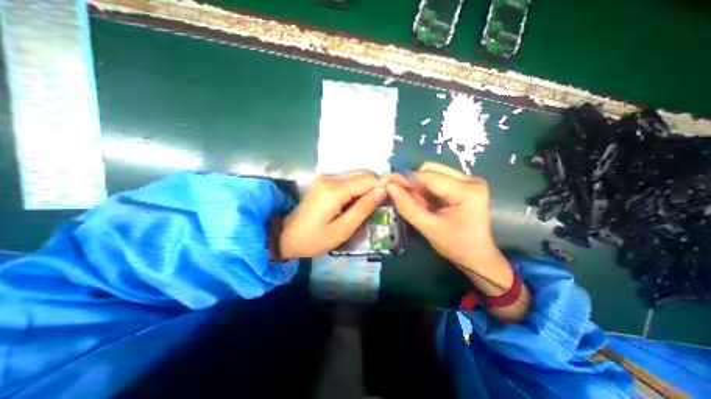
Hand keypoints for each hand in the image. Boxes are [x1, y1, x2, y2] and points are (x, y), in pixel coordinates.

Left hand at [279, 170, 387, 258]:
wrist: (285, 236)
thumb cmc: (314, 239)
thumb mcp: (342, 229)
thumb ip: (363, 208)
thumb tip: (382, 190)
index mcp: (334, 190)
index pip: (367, 179)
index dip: (383, 185)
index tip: (392, 197)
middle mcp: (329, 177)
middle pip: (362, 174)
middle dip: (376, 185)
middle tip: (384, 201)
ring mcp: (325, 177)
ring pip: (355, 175)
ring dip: (367, 186)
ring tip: (372, 203)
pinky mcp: (323, 181)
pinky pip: (347, 179)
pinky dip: (357, 187)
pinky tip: (358, 200)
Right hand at [387, 160, 495, 270]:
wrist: (477, 257)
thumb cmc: (456, 246)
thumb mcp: (429, 228)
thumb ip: (407, 207)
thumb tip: (389, 186)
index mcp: (467, 190)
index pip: (429, 177)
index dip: (406, 179)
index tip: (388, 183)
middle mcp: (470, 180)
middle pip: (432, 170)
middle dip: (413, 182)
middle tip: (399, 194)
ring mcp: (469, 181)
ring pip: (433, 174)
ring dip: (418, 186)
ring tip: (411, 200)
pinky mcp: (464, 186)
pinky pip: (438, 181)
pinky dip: (425, 189)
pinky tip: (421, 201)